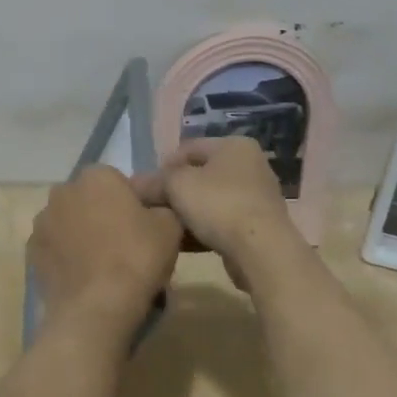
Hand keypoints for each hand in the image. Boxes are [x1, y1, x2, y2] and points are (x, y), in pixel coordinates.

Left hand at [29, 166, 182, 344]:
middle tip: (124, 246)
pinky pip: (55, 248)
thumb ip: (160, 207)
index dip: (130, 202)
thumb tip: (152, 211)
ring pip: (69, 223)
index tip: (142, 227)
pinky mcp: (31, 253)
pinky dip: (66, 257)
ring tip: (102, 267)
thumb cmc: (136, 258)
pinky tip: (84, 279)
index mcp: (96, 176)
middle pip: (89, 200)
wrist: (96, 308)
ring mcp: (42, 222)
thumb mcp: (170, 226)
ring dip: (81, 235)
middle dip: (102, 215)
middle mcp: (63, 191)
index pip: (116, 180)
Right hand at [133, 137, 296, 266]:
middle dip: (175, 192)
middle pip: (200, 175)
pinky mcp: (259, 225)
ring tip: (166, 229)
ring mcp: (257, 196)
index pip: (188, 148)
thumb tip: (136, 185)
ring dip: (187, 213)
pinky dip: (203, 229)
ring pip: (210, 200)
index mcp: (234, 145)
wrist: (261, 250)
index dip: (163, 167)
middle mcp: (250, 165)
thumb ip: (155, 181)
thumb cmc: (218, 205)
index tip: (146, 189)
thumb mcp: (178, 185)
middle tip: (154, 209)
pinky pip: (222, 221)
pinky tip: (185, 243)